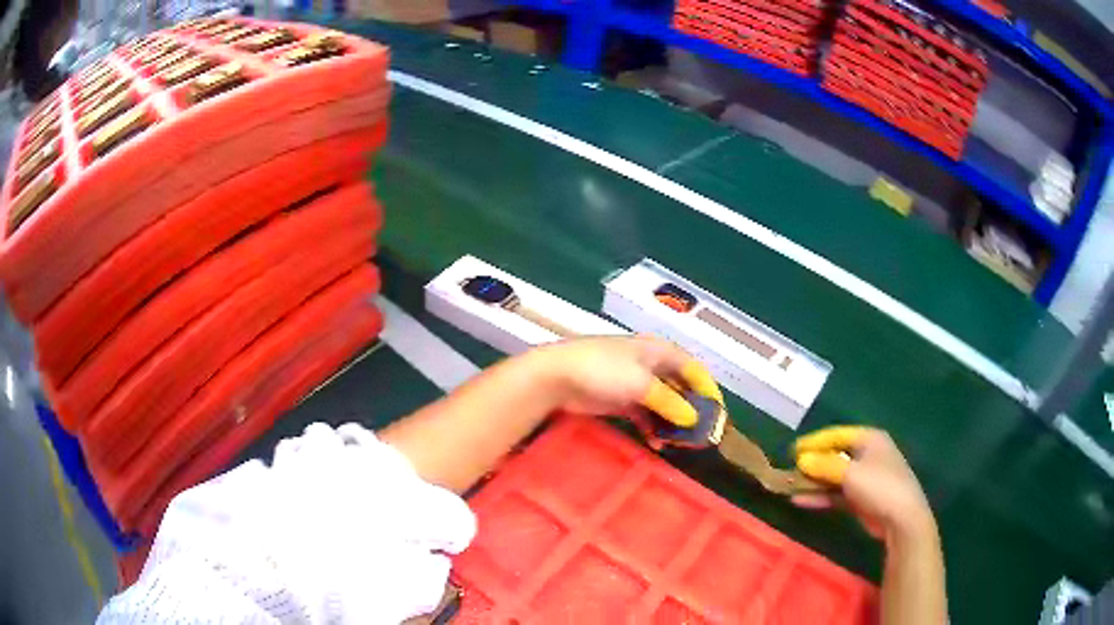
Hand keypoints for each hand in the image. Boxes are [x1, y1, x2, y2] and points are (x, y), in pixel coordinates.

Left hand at [530, 335, 722, 426]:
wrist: (556, 376)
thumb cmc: (603, 371)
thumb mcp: (642, 385)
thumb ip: (670, 402)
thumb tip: (693, 419)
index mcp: (658, 350)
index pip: (692, 367)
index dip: (707, 388)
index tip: (718, 412)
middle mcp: (649, 364)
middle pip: (679, 386)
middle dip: (690, 408)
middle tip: (700, 433)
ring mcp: (633, 382)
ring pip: (662, 402)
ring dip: (671, 421)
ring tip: (679, 442)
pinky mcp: (619, 399)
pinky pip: (644, 413)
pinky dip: (652, 426)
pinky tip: (657, 442)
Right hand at [791, 426, 936, 544]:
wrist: (901, 519)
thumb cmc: (879, 486)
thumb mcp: (850, 473)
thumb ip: (824, 465)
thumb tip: (801, 459)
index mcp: (869, 439)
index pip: (837, 434)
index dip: (814, 441)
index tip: (792, 451)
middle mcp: (868, 454)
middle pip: (836, 455)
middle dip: (813, 463)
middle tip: (790, 470)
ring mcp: (866, 478)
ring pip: (835, 476)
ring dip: (814, 482)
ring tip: (791, 486)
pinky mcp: (862, 498)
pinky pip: (837, 493)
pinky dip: (822, 496)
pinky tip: (801, 501)